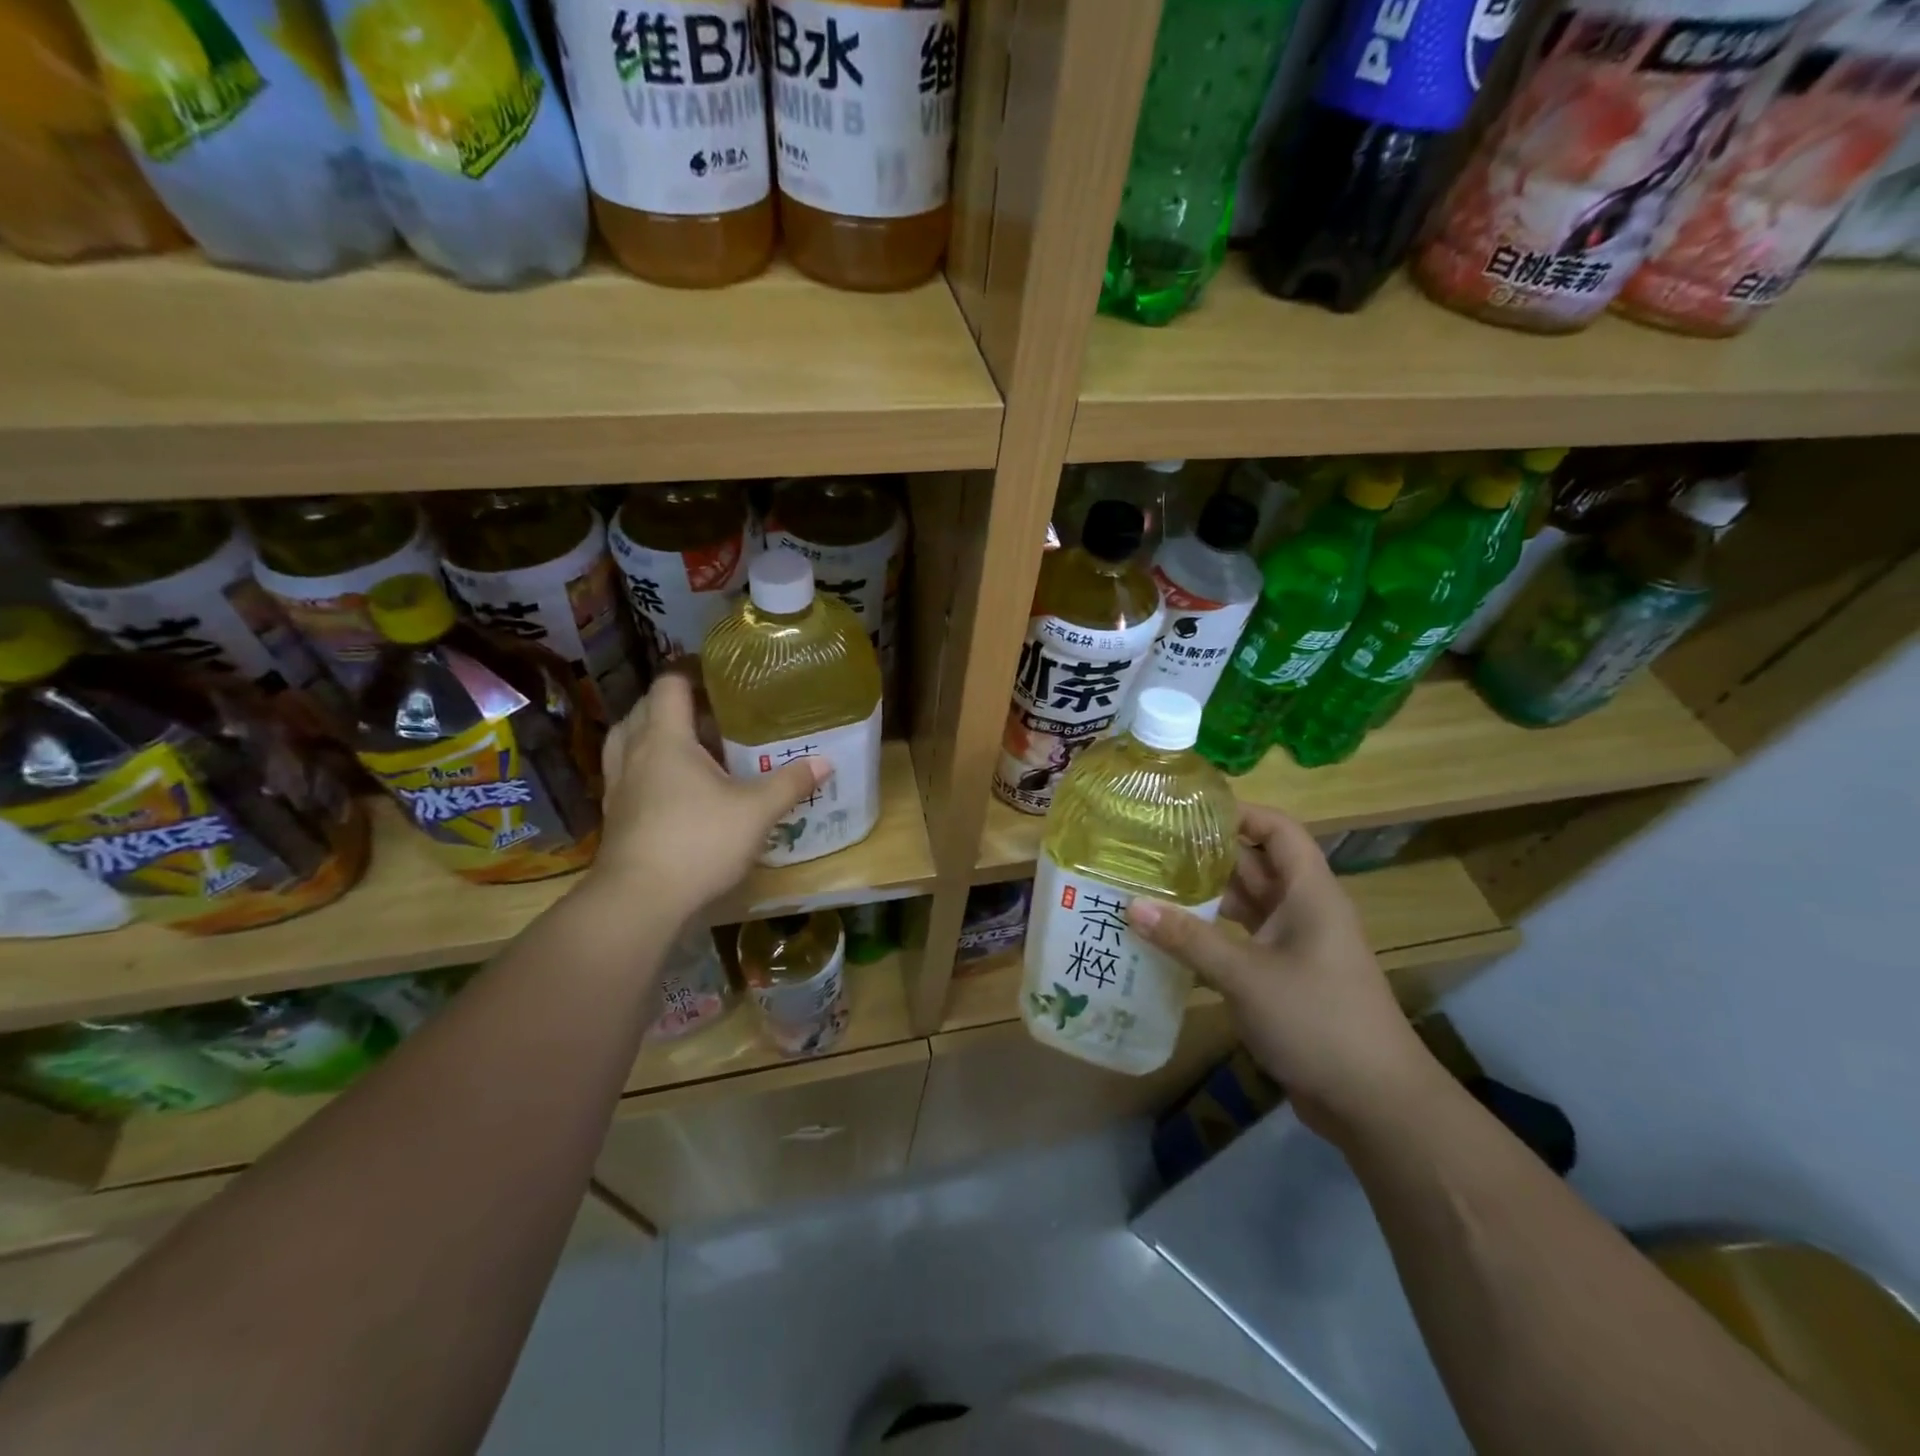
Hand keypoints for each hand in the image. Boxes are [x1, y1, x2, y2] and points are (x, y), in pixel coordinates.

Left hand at [587, 674, 827, 912]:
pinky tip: (674, 785)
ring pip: (628, 739)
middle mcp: (635, 752)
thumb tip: (825, 762)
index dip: (692, 672)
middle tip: (715, 712)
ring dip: (654, 732)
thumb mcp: (756, 812)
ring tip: (689, 743)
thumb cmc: (698, 842)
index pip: (670, 684)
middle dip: (677, 702)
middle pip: (646, 707)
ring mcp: (619, 783)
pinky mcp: (614, 813)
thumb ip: (789, 783)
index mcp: (665, 738)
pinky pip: (627, 770)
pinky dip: (647, 764)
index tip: (722, 677)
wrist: (638, 900)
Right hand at [1128, 805, 1440, 1141]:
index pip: (1278, 830)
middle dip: (1206, 854)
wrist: (1375, 1103)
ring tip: (1150, 886)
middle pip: (1254, 865)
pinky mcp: (1284, 977)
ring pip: (1245, 905)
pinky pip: (1241, 940)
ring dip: (1204, 897)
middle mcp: (1302, 910)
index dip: (1239, 813)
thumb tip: (1131, 905)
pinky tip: (1169, 938)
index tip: (1186, 810)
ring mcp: (1294, 945)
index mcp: (1308, 893)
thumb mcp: (1247, 976)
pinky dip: (1209, 934)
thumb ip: (1188, 939)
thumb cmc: (1318, 1020)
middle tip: (1151, 848)